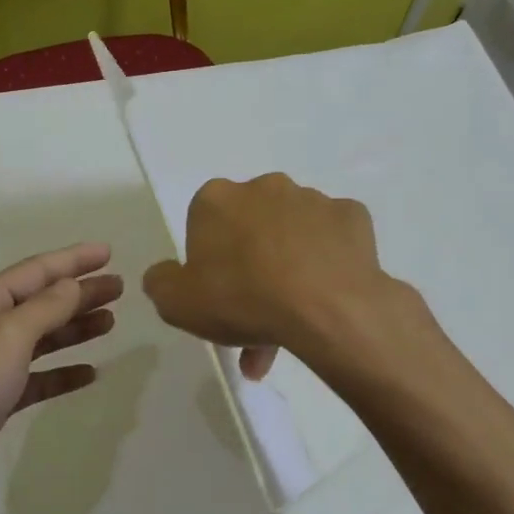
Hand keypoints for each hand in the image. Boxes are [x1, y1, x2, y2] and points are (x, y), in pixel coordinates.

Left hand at [0, 243, 120, 508]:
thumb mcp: (8, 336)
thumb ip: (46, 308)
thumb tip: (73, 284)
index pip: (35, 271)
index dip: (73, 260)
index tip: (109, 253)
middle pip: (42, 302)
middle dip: (79, 293)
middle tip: (119, 288)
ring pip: (42, 338)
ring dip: (75, 329)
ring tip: (110, 322)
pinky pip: (38, 377)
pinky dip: (62, 372)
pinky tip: (90, 373)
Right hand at [142, 173, 416, 378]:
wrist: (326, 309)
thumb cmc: (242, 299)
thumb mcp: (176, 304)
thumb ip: (161, 283)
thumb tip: (165, 274)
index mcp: (216, 199)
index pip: (204, 223)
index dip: (208, 260)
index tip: (216, 293)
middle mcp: (264, 187)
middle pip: (249, 227)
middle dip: (249, 266)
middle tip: (251, 316)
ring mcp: (312, 199)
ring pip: (291, 235)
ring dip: (286, 269)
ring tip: (290, 326)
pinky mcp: (352, 216)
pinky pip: (332, 240)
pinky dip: (327, 262)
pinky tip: (324, 297)